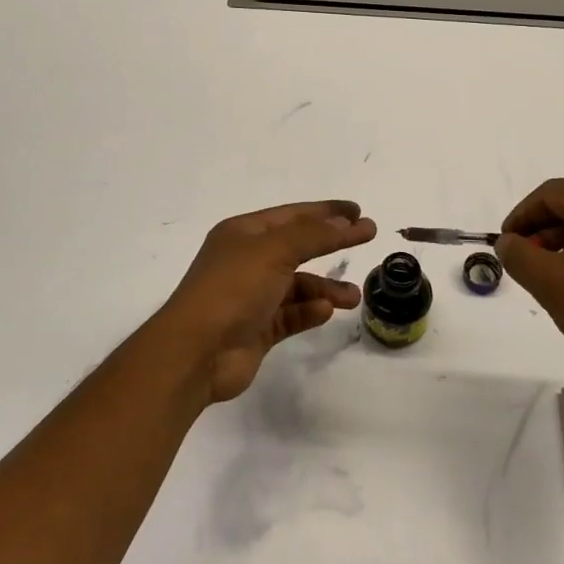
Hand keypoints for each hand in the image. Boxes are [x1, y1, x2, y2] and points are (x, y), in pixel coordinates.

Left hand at [153, 200, 377, 402]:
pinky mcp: (256, 329)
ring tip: (353, 297)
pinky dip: (309, 312)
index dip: (326, 212)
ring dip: (325, 288)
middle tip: (366, 241)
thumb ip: (315, 235)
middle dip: (330, 244)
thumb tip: (349, 221)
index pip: (292, 215)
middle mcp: (246, 260)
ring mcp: (251, 296)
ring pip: (297, 285)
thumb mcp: (275, 251)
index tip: (358, 211)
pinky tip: (325, 312)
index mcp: (243, 233)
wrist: (196, 352)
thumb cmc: (233, 289)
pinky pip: (291, 315)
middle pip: (297, 247)